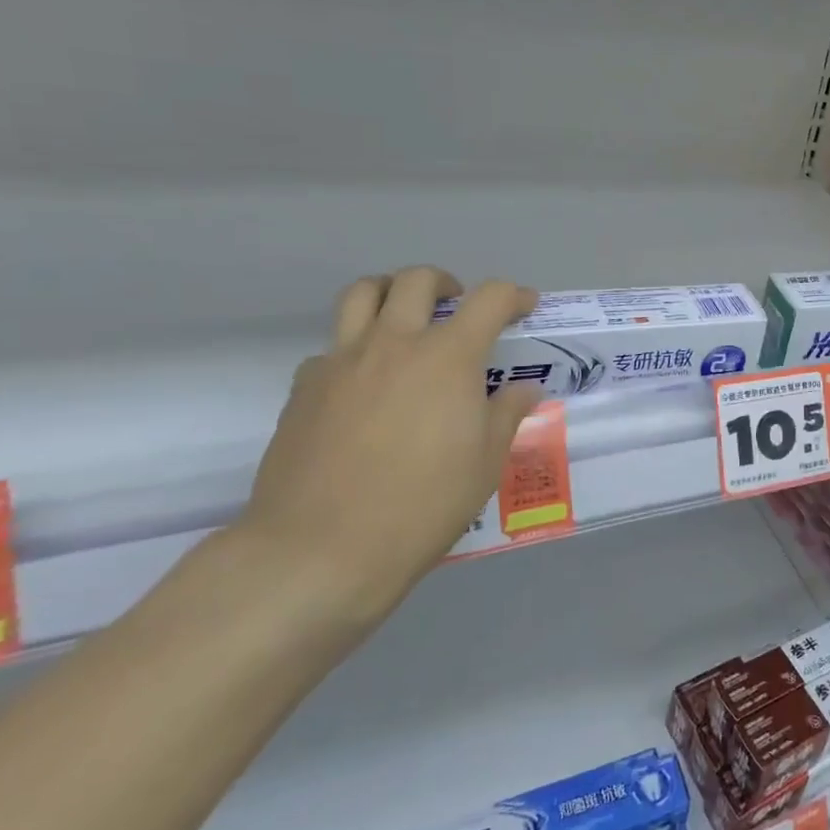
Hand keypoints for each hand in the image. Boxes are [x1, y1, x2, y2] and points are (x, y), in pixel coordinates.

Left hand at [239, 267, 540, 628]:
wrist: (320, 549)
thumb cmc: (422, 504)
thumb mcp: (485, 463)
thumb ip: (506, 415)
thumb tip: (521, 390)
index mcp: (448, 357)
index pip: (489, 299)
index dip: (514, 296)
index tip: (525, 307)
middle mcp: (394, 343)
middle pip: (417, 281)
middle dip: (446, 283)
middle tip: (458, 307)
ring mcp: (342, 362)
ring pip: (362, 294)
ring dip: (391, 294)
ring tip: (406, 320)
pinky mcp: (304, 388)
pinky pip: (332, 346)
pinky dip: (355, 348)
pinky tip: (365, 384)